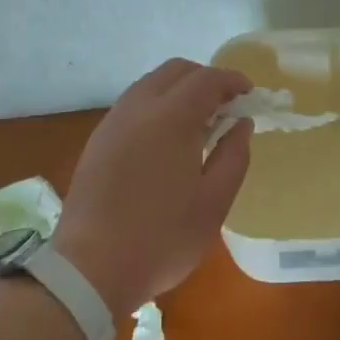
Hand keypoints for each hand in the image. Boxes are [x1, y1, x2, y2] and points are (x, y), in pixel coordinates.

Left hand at [52, 59, 252, 316]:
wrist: (89, 269)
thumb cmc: (161, 238)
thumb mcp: (213, 203)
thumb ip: (233, 155)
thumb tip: (241, 123)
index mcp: (171, 117)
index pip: (206, 79)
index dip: (232, 80)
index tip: (250, 94)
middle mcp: (138, 107)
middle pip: (175, 70)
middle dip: (205, 79)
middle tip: (226, 105)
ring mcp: (113, 122)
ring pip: (151, 84)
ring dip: (179, 90)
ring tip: (198, 122)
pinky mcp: (98, 140)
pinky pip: (133, 104)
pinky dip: (157, 105)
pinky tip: (166, 139)